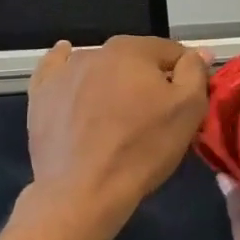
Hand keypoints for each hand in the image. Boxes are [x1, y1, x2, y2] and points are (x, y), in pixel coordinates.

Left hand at [26, 35, 209, 235]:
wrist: (83, 190)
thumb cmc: (142, 149)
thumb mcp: (187, 111)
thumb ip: (195, 73)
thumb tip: (198, 52)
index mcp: (133, 50)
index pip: (171, 53)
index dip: (184, 75)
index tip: (186, 101)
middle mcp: (96, 51)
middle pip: (134, 60)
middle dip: (147, 79)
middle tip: (153, 114)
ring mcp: (64, 72)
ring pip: (99, 67)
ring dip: (112, 81)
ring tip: (116, 113)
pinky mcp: (41, 94)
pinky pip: (56, 70)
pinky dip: (65, 66)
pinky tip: (67, 63)